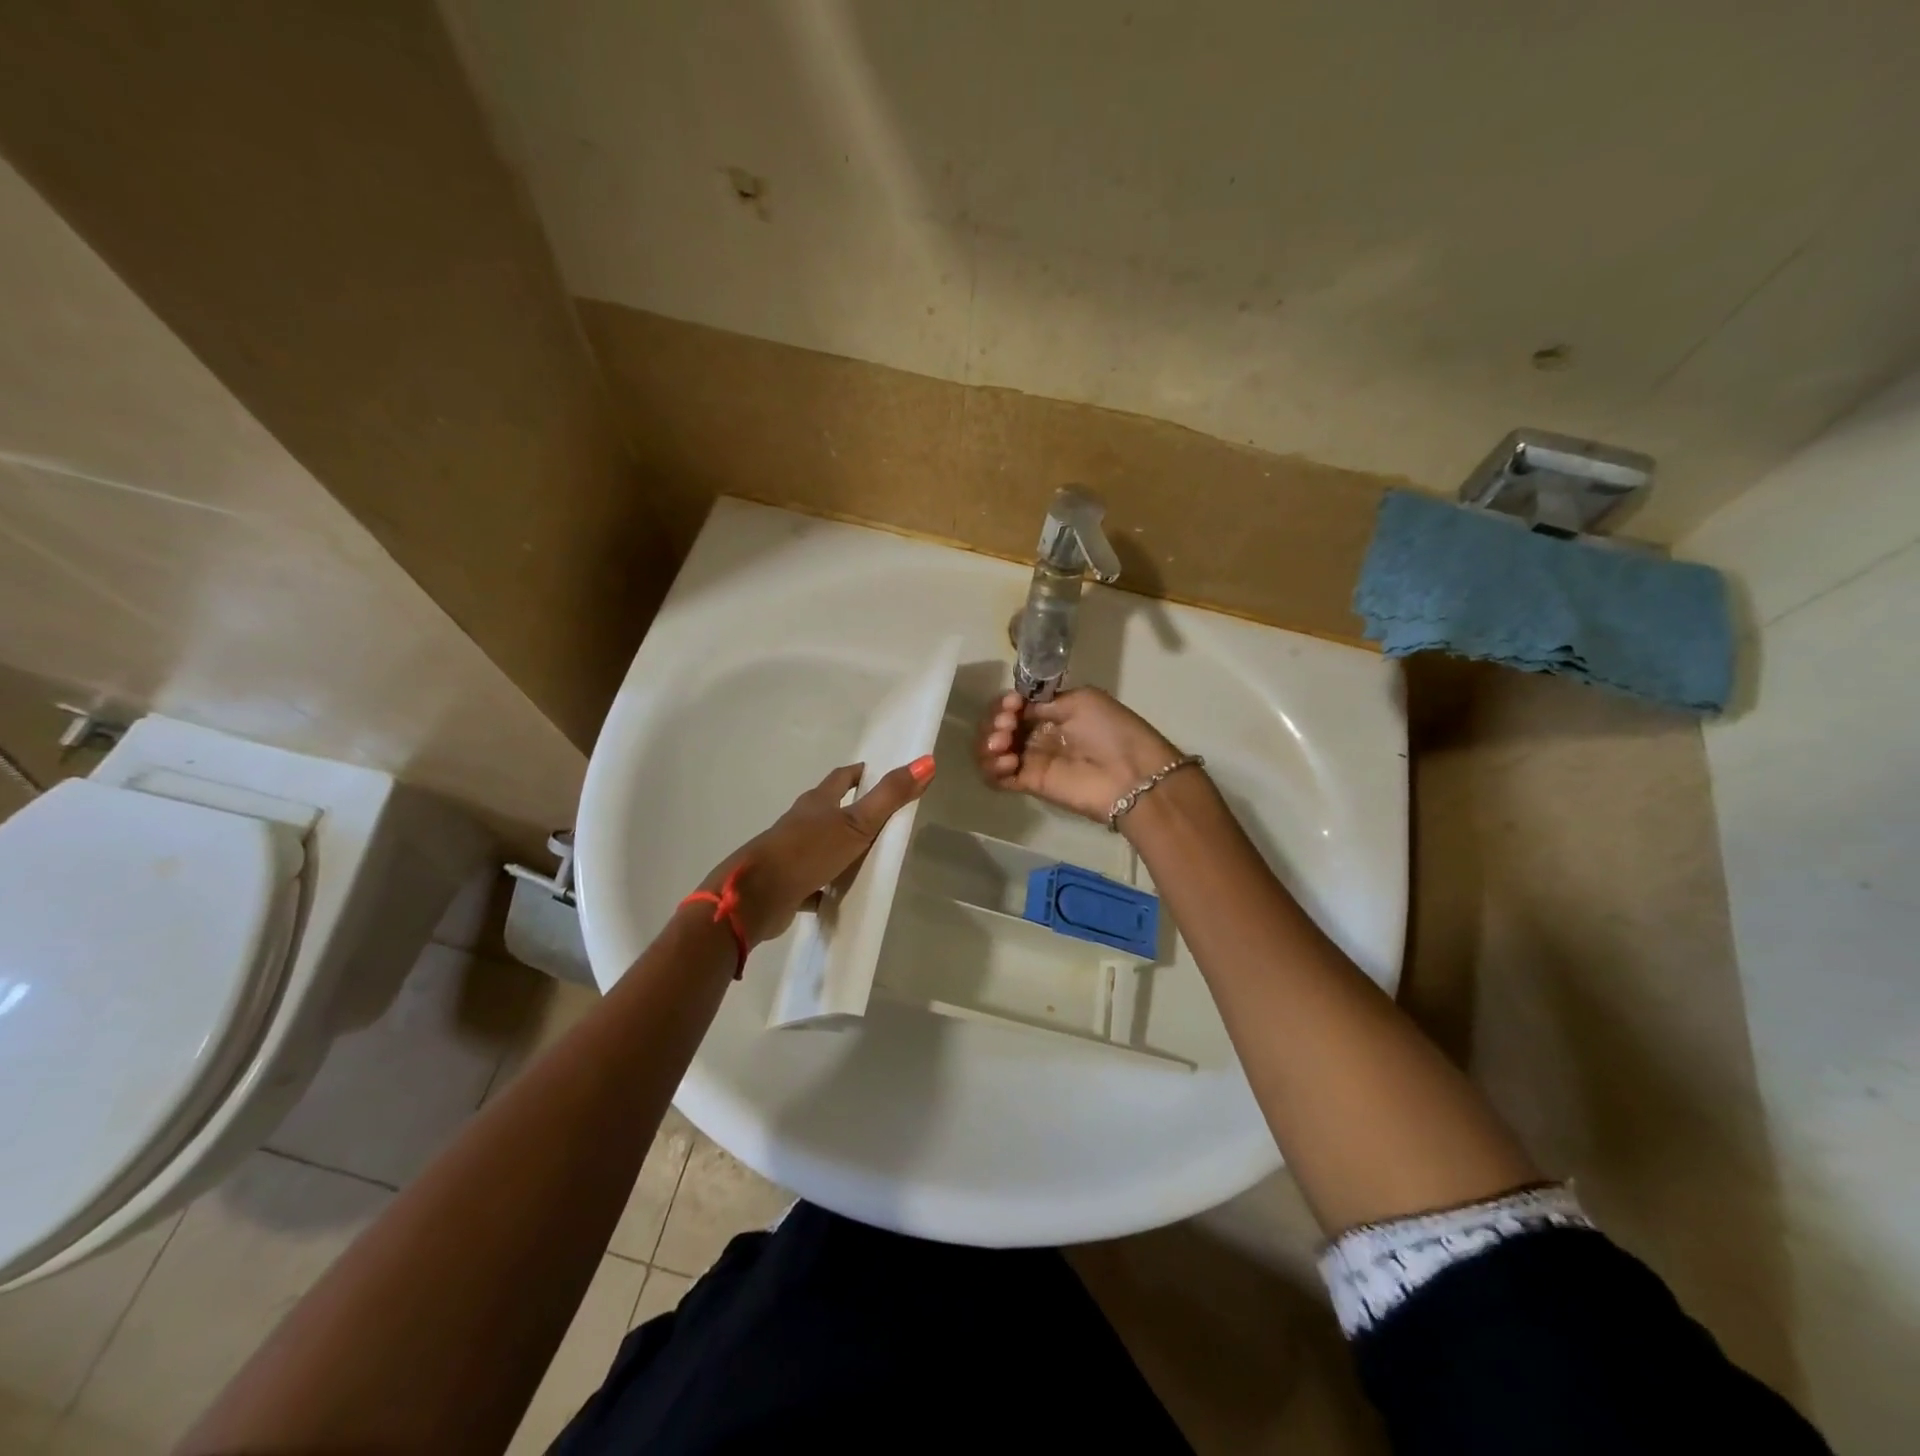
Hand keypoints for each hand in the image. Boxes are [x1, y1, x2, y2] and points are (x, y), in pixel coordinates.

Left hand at [698, 756, 934, 944]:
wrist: (757, 897)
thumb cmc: (808, 851)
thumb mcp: (857, 823)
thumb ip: (890, 796)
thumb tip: (927, 761)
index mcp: (817, 803)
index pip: (841, 778)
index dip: (859, 773)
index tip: (877, 772)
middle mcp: (801, 823)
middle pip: (828, 810)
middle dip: (850, 809)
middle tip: (881, 816)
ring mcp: (792, 854)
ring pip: (820, 845)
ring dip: (840, 848)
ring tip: (868, 856)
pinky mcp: (788, 884)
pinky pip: (813, 882)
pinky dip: (827, 885)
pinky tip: (842, 895)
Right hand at [975, 688, 1178, 823]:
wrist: (1131, 774)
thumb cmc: (1111, 731)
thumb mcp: (1082, 700)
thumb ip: (1046, 702)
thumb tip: (1021, 708)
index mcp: (1051, 712)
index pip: (1013, 705)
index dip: (1005, 703)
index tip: (1012, 704)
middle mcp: (1037, 734)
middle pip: (997, 726)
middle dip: (994, 721)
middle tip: (1007, 725)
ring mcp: (1032, 760)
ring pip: (991, 751)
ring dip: (987, 744)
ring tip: (1003, 746)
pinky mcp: (1029, 784)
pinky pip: (996, 778)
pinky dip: (991, 768)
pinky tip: (1007, 762)